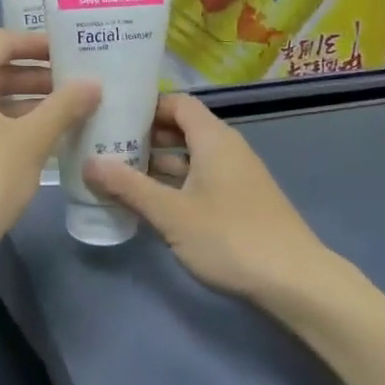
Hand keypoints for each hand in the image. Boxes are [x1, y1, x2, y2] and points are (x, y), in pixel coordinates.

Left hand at [0, 30, 99, 255]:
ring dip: (22, 99)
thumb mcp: (32, 140)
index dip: (39, 44)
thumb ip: (64, 105)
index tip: (72, 50)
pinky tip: (38, 134)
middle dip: (34, 75)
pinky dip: (3, 119)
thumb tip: (94, 83)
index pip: (2, 42)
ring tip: (65, 107)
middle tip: (75, 81)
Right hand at [86, 93, 328, 301]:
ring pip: (192, 156)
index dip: (146, 106)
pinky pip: (202, 177)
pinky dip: (177, 182)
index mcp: (213, 138)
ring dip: (159, 162)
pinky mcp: (242, 200)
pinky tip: (153, 202)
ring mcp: (238, 175)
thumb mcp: (171, 213)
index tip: (113, 116)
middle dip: (146, 136)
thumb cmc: (230, 237)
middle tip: (108, 146)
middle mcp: (227, 148)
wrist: (296, 281)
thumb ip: (128, 186)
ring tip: (121, 174)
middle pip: (183, 128)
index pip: (177, 103)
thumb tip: (88, 163)